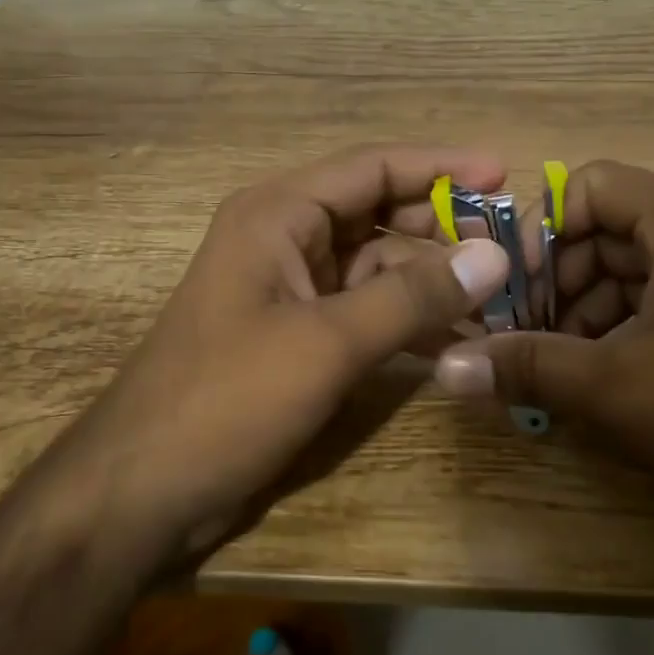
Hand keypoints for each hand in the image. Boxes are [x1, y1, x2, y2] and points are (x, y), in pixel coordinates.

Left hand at [67, 145, 512, 560]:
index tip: (504, 174)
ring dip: (431, 279)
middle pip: (378, 213)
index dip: (441, 166)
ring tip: (499, 296)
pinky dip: (406, 319)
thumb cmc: (227, 399)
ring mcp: (291, 289)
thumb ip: (413, 296)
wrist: (143, 488)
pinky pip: (364, 310)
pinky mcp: (297, 335)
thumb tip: (495, 254)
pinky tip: (455, 339)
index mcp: (279, 214)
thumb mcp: (327, 342)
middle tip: (510, 245)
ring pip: (376, 265)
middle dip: (441, 226)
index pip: (373, 167)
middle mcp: (285, 238)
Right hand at [432, 161, 653, 551]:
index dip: (537, 233)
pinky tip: (594, 378)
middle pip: (601, 230)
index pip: (585, 187)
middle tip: (518, 338)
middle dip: (553, 282)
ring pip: (626, 270)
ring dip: (580, 312)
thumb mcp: (616, 388)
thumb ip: (526, 365)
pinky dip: (616, 331)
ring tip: (550, 366)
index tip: (506, 292)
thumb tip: (444, 364)